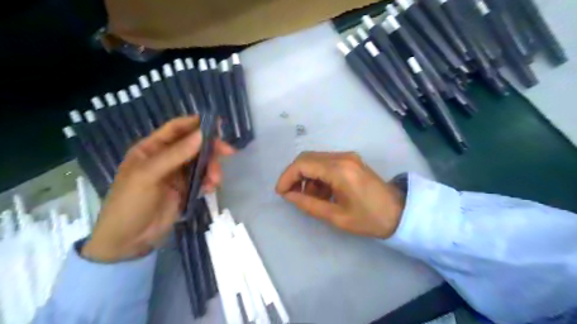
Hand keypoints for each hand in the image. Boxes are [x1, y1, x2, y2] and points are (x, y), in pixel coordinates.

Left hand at [81, 116, 232, 262]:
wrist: (128, 241)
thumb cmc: (130, 203)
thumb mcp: (148, 175)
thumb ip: (176, 154)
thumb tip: (202, 134)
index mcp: (151, 149)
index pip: (176, 129)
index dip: (195, 123)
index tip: (217, 123)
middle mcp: (166, 158)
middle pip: (194, 145)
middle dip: (211, 148)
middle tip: (228, 152)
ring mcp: (177, 174)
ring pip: (202, 162)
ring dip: (213, 168)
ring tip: (215, 181)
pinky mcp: (186, 189)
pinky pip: (203, 179)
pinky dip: (210, 181)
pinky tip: (211, 188)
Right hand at [276, 150, 404, 237]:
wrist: (399, 212)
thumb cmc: (369, 219)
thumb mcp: (336, 216)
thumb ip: (308, 204)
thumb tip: (288, 195)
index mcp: (339, 170)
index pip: (303, 164)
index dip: (287, 177)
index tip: (281, 192)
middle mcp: (342, 157)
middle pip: (307, 158)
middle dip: (295, 175)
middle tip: (292, 195)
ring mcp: (347, 157)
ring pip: (315, 160)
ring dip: (307, 177)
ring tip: (312, 198)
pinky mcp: (350, 160)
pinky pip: (325, 163)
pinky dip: (318, 176)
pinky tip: (323, 192)